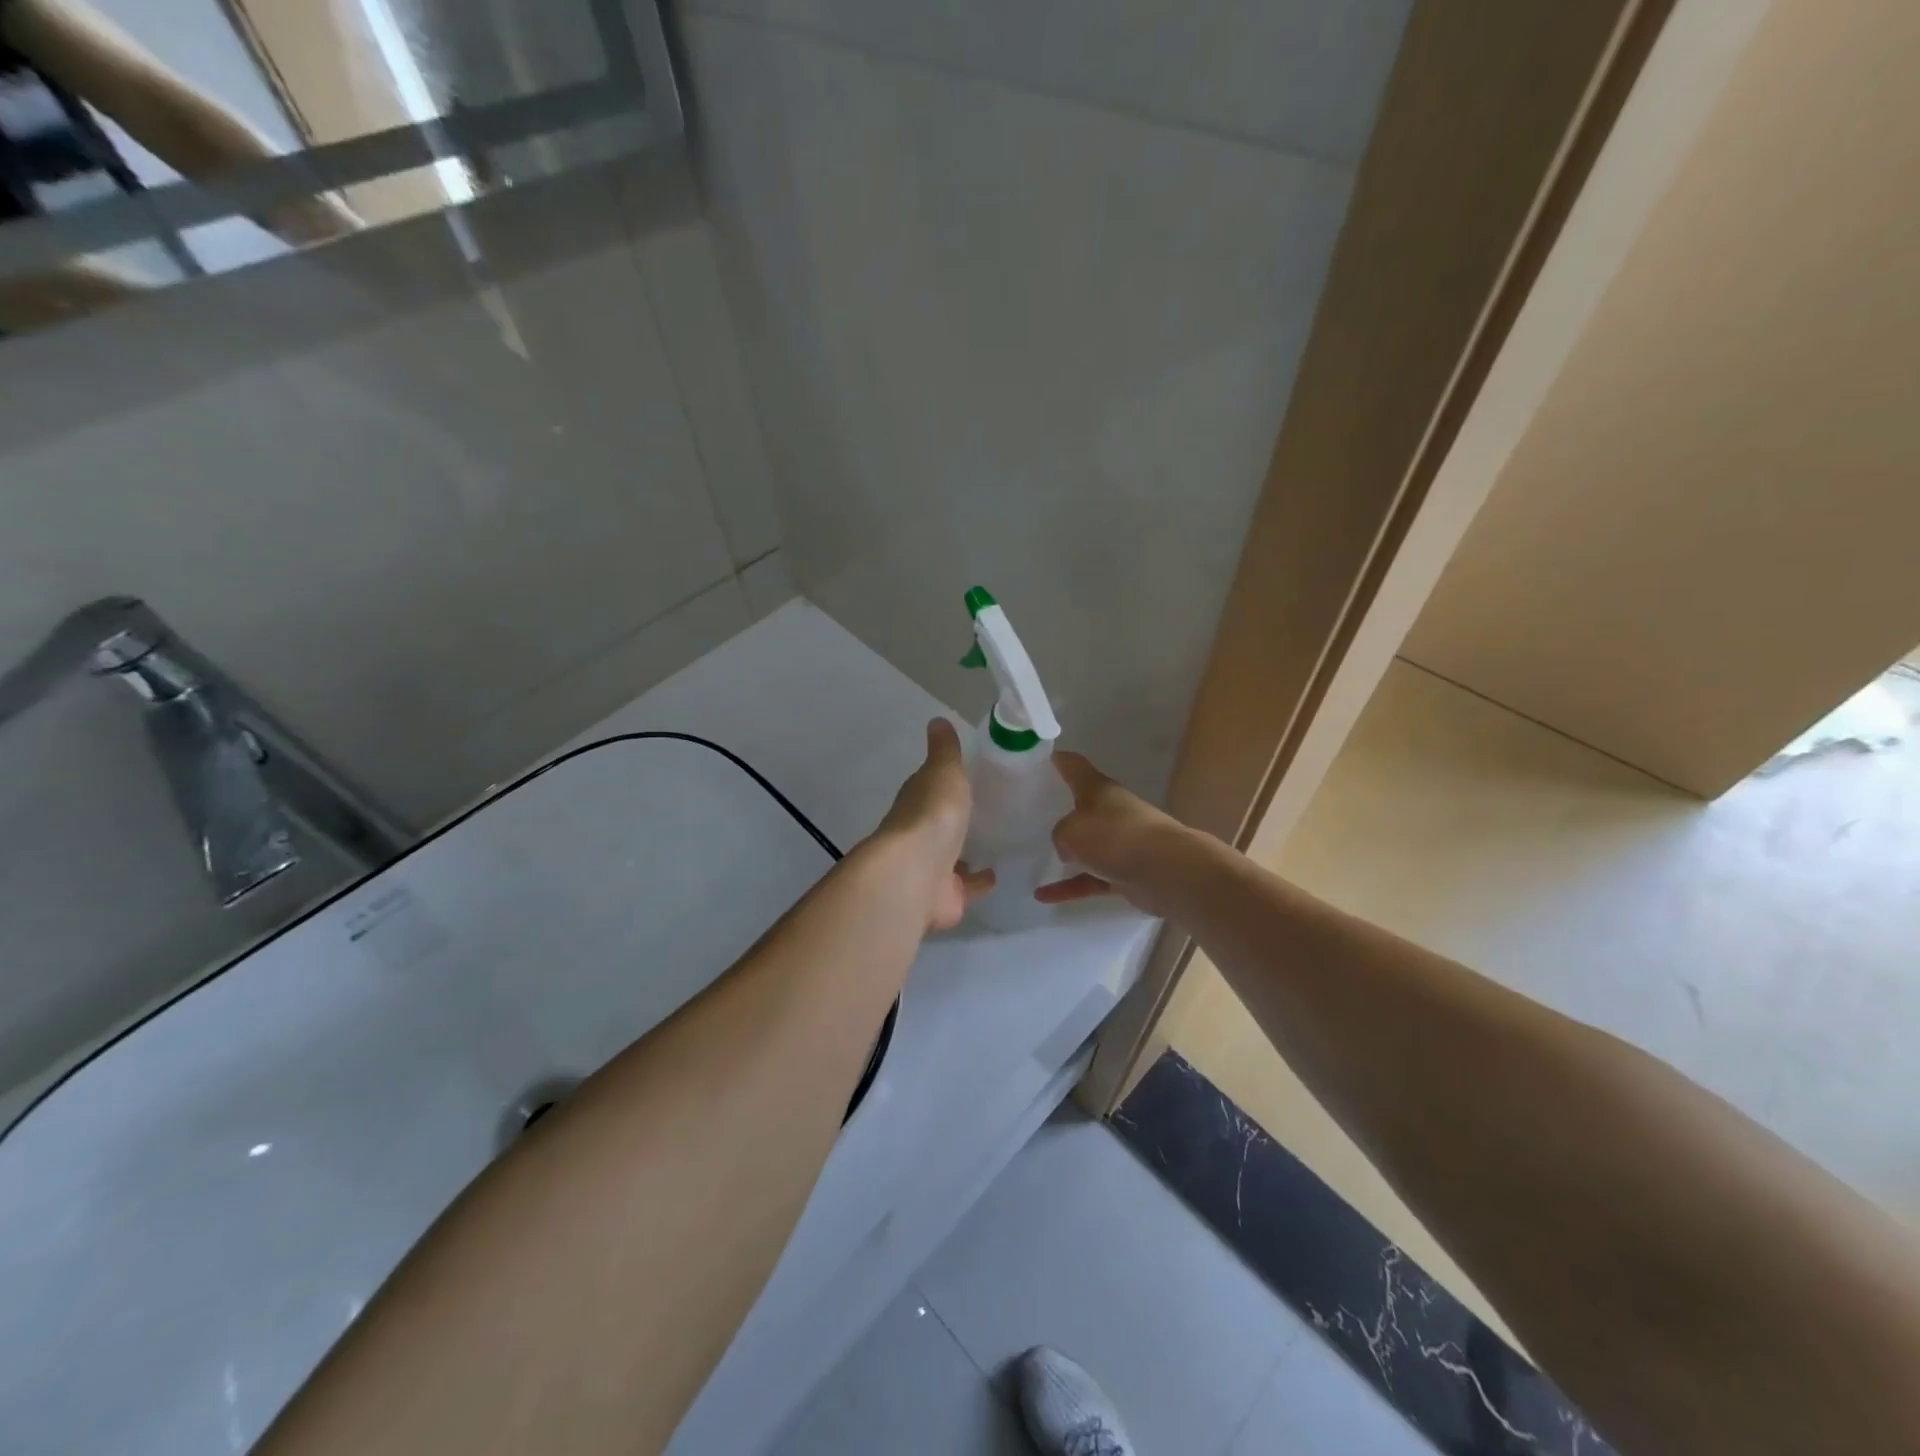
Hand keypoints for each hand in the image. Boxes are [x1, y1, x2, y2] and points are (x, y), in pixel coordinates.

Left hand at [870, 719, 994, 930]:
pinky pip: (965, 887)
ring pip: (951, 857)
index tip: (967, 778)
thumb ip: (945, 751)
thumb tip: (936, 720)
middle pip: (940, 825)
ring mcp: (931, 868)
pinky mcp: (945, 896)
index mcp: (917, 801)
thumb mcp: (943, 771)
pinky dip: (978, 882)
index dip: (945, 783)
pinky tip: (998, 875)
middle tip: (986, 812)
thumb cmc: (932, 815)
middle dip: (956, 821)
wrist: (916, 873)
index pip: (930, 788)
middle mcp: (919, 835)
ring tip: (996, 842)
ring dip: (966, 852)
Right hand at [1036, 752, 1189, 915]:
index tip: (1041, 759)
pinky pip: (1091, 878)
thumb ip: (1060, 835)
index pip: (1075, 767)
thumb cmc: (1115, 837)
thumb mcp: (1071, 830)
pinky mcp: (1126, 873)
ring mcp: (1121, 843)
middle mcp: (1112, 811)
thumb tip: (1069, 849)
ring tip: (1036, 857)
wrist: (1167, 871)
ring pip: (1088, 845)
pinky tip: (1043, 896)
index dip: (1058, 761)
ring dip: (1067, 852)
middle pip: (1084, 805)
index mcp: (1099, 790)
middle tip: (1033, 812)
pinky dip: (1069, 886)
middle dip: (1062, 808)